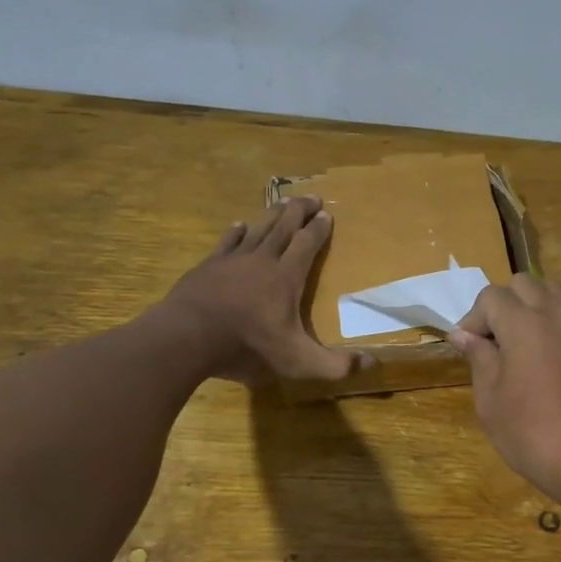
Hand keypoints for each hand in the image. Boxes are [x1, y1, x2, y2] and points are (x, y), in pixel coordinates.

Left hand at [163, 198, 367, 384]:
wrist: (187, 337)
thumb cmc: (247, 346)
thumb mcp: (298, 362)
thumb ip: (335, 365)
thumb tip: (373, 362)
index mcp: (287, 278)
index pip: (308, 244)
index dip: (319, 229)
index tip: (327, 215)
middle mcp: (262, 261)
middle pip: (284, 227)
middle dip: (300, 211)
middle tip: (312, 197)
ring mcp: (232, 261)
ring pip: (257, 229)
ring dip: (272, 215)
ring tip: (283, 203)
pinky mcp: (208, 267)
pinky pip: (227, 242)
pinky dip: (237, 232)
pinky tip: (239, 225)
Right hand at [450, 276, 560, 522]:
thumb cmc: (532, 433)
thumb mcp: (491, 400)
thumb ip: (479, 359)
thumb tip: (463, 334)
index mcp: (524, 323)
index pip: (492, 296)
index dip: (474, 318)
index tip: (468, 348)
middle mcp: (557, 316)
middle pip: (525, 284)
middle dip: (503, 304)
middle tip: (493, 342)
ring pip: (555, 294)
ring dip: (532, 307)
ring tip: (520, 344)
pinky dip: (554, 325)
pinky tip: (546, 363)